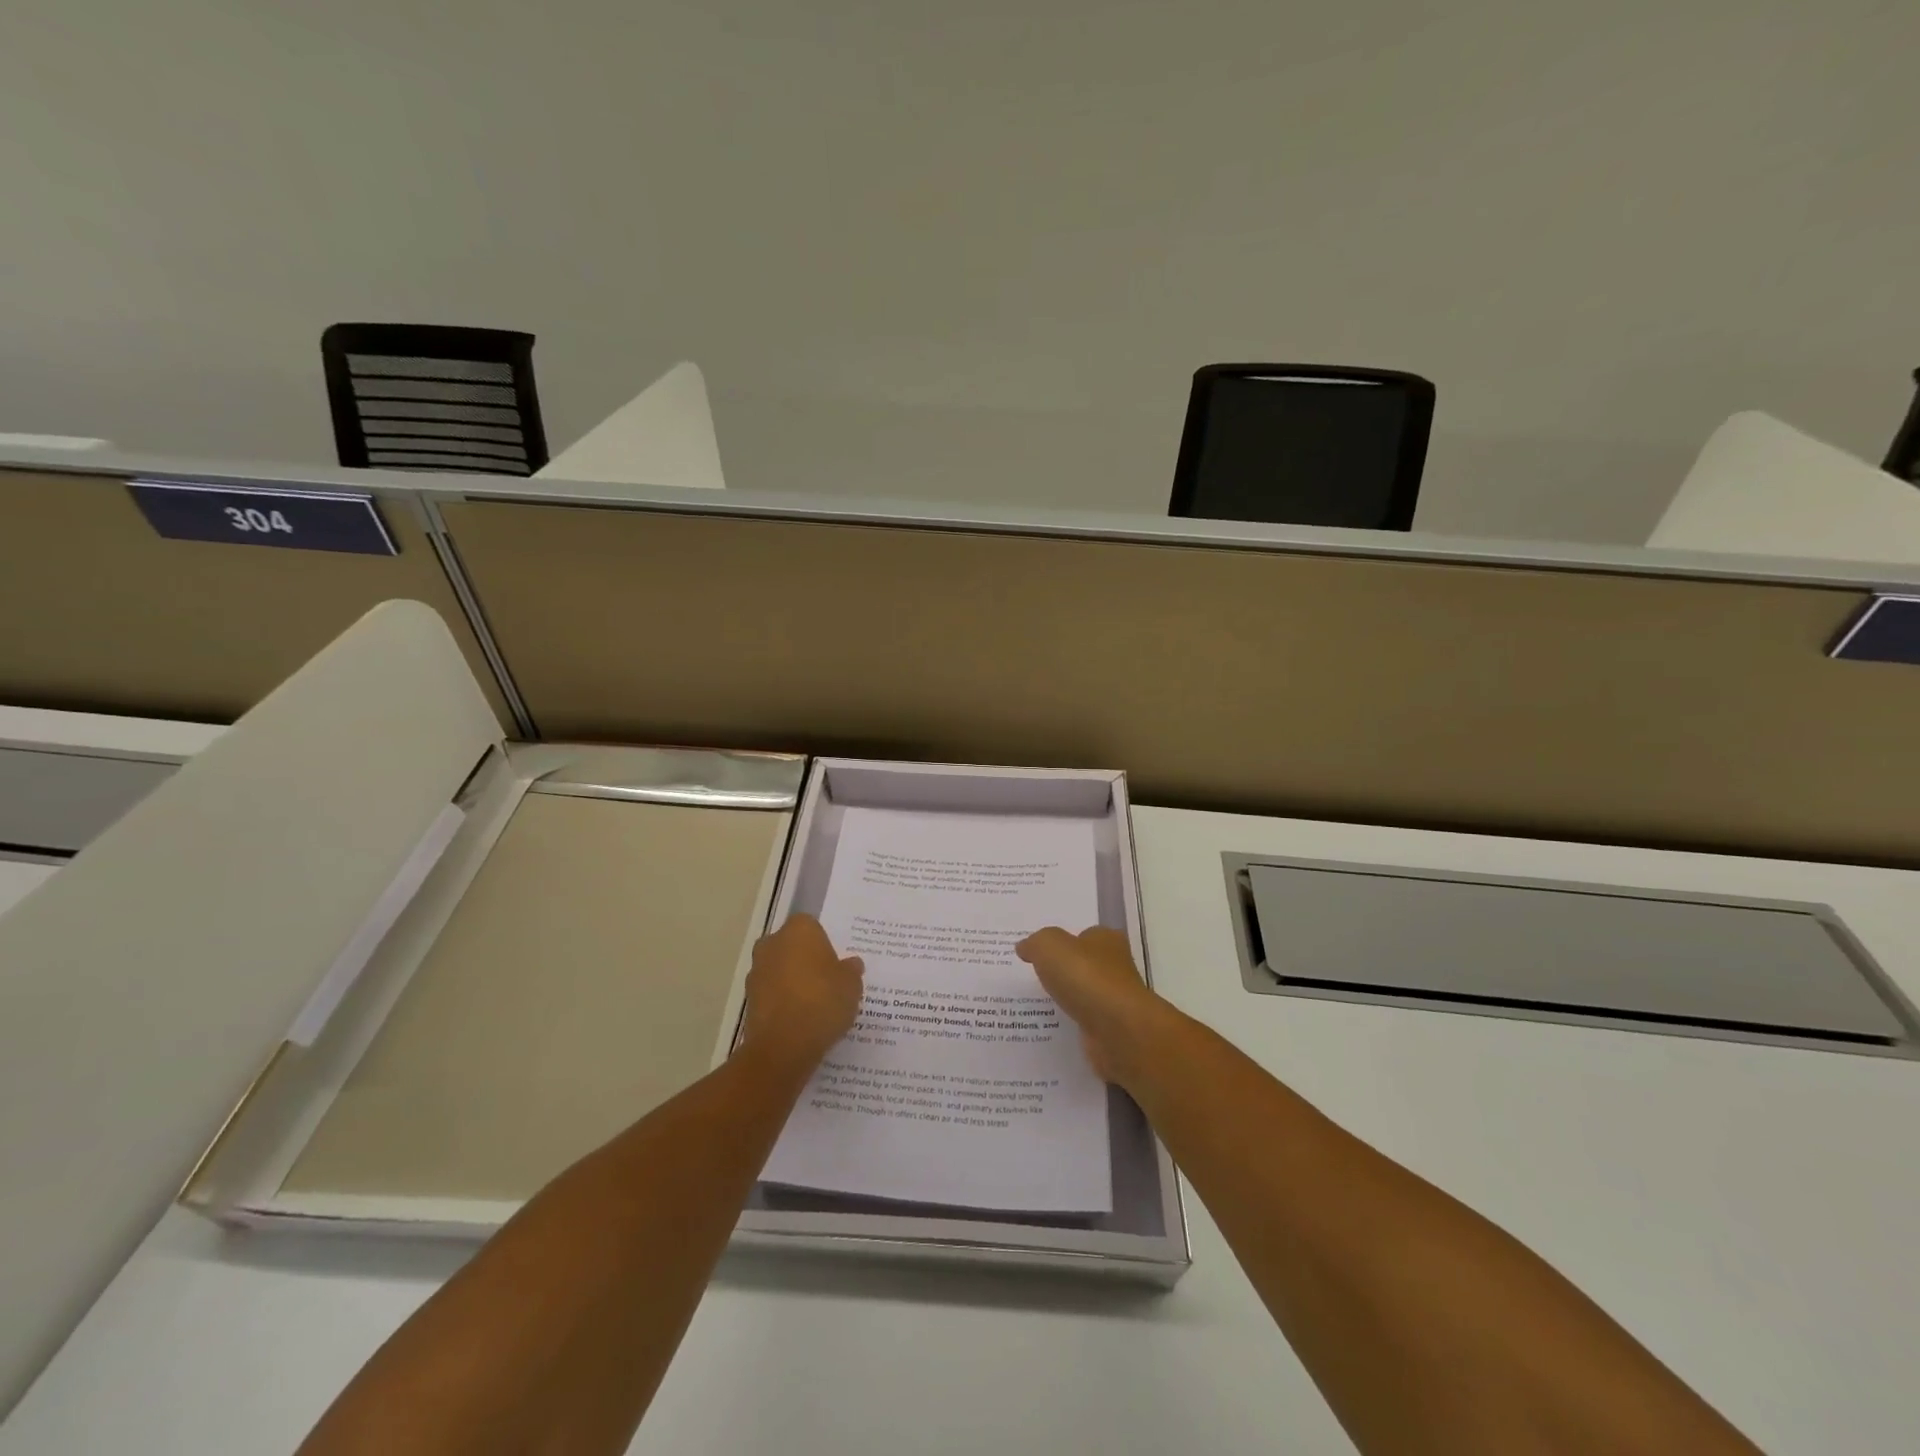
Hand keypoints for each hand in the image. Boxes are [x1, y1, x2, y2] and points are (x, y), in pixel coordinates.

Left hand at [738, 914, 864, 1073]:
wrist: (783, 1046)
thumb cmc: (822, 1002)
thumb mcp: (852, 985)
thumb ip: (851, 970)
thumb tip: (851, 964)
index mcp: (799, 929)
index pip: (813, 927)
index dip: (825, 945)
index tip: (836, 964)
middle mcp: (772, 943)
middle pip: (792, 947)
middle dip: (805, 961)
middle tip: (827, 982)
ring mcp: (756, 972)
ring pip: (780, 970)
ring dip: (792, 982)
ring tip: (815, 1005)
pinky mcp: (749, 1000)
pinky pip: (772, 994)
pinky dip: (783, 1003)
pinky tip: (801, 1020)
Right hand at [1016, 926, 1170, 1085]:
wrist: (1118, 1031)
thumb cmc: (1086, 977)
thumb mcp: (1050, 946)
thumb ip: (1035, 943)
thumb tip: (1025, 947)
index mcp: (1106, 939)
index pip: (1083, 935)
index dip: (1062, 942)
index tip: (1039, 952)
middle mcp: (1115, 966)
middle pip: (1083, 965)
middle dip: (1062, 971)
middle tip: (1031, 976)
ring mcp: (1114, 999)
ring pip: (1083, 995)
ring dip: (1065, 999)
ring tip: (1034, 1003)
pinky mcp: (1111, 1029)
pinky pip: (1083, 1021)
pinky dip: (1070, 1023)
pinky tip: (1049, 1025)